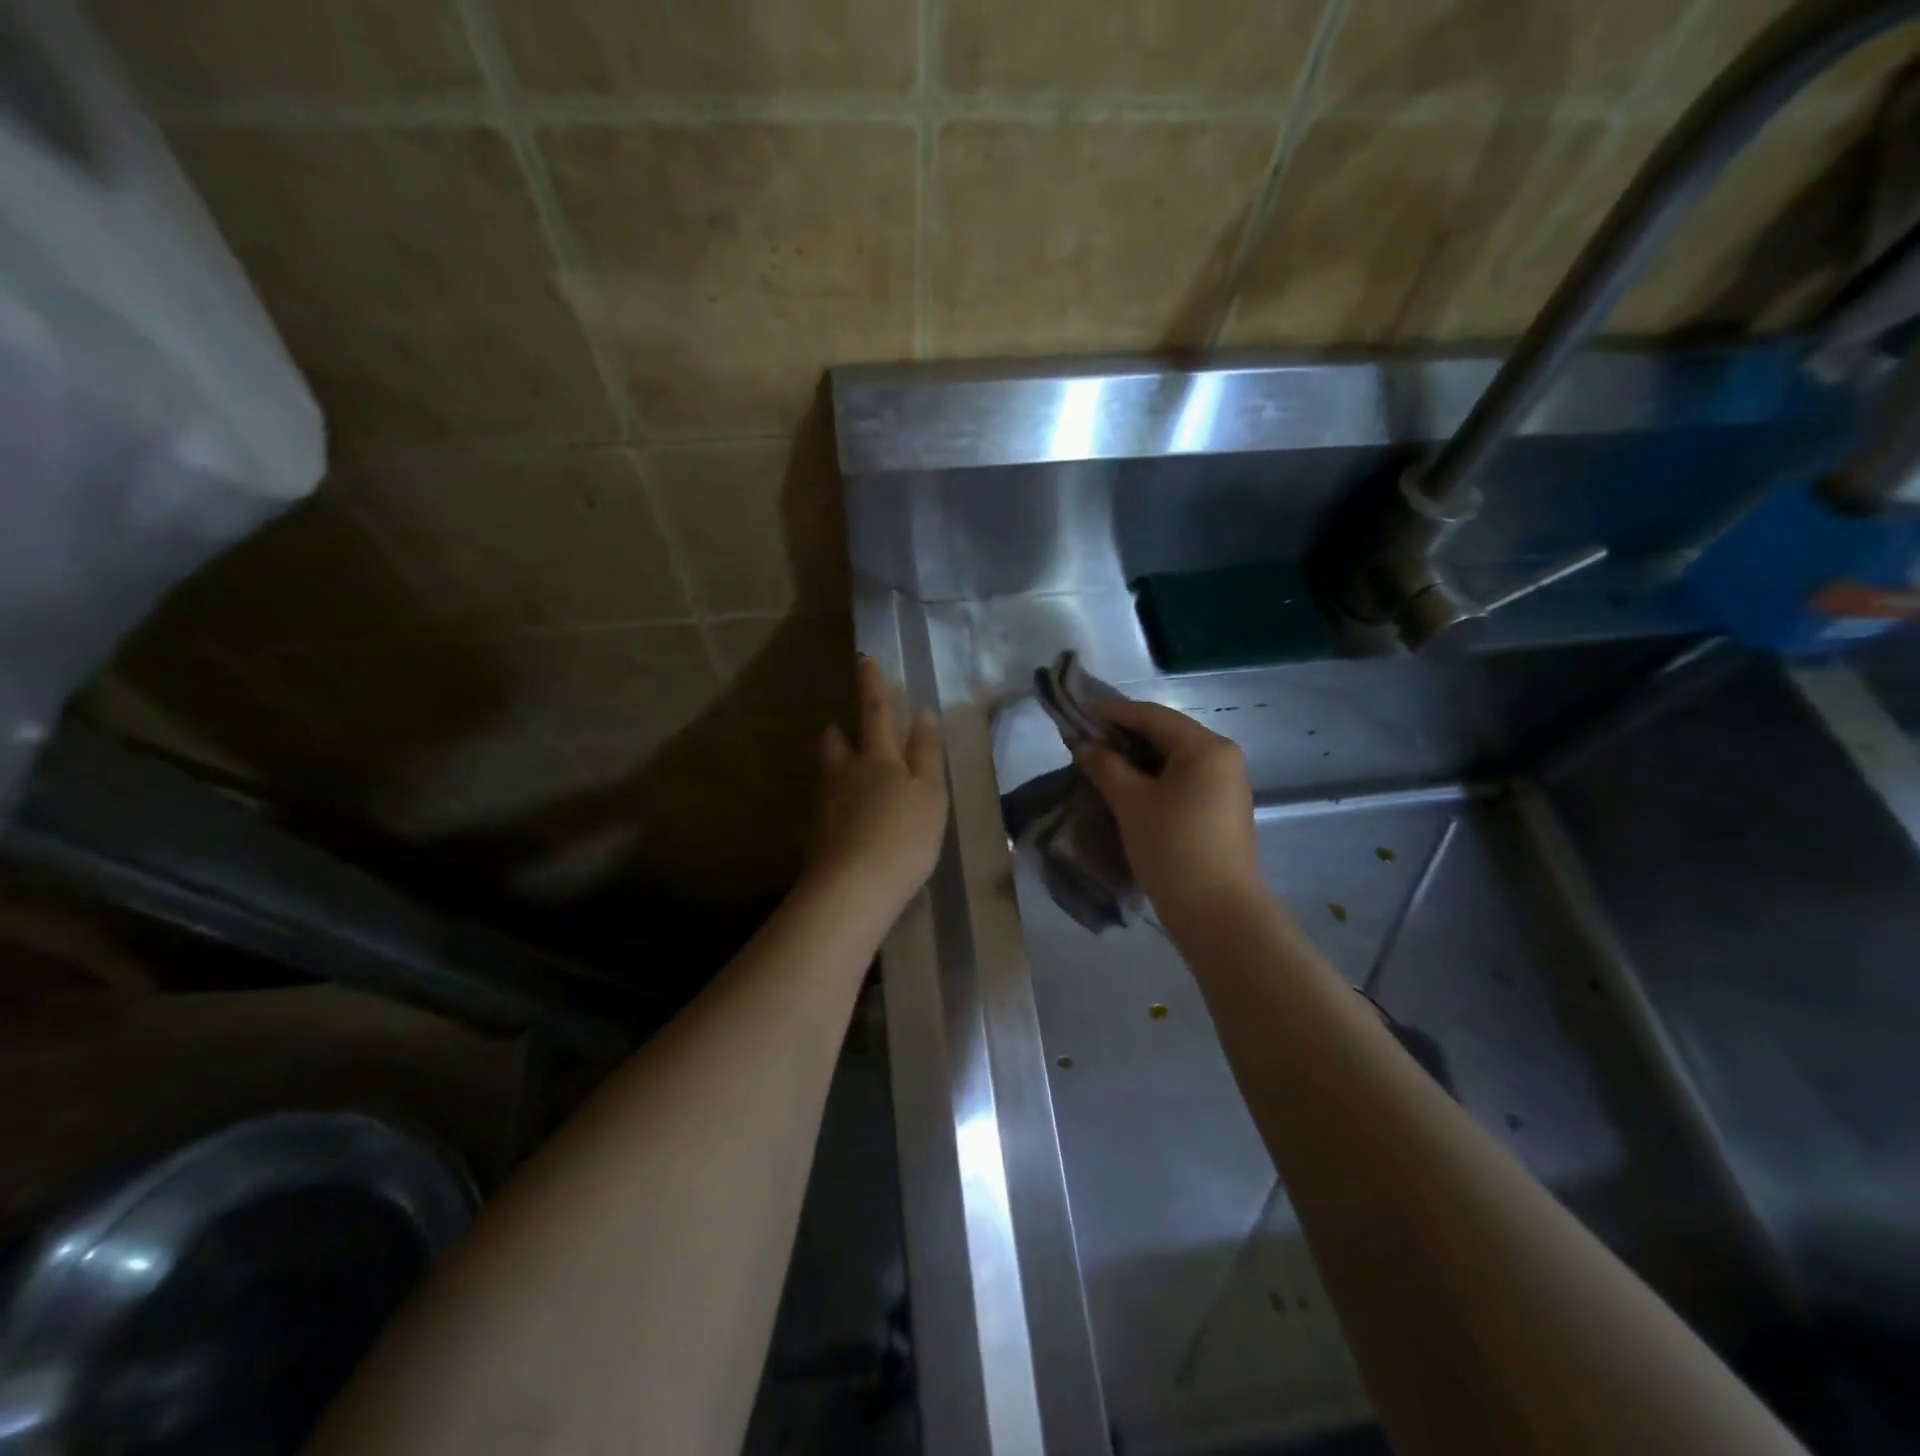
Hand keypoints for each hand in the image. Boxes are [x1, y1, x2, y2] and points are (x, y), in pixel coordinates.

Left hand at [809, 655, 948, 915]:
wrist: (854, 888)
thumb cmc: (904, 836)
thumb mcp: (930, 793)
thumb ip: (927, 753)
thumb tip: (922, 714)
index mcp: (878, 758)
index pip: (875, 711)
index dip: (872, 684)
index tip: (864, 658)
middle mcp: (845, 773)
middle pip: (836, 741)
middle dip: (842, 729)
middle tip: (850, 730)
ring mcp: (826, 803)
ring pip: (828, 771)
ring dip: (837, 764)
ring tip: (851, 774)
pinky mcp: (817, 833)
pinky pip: (826, 804)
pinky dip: (836, 801)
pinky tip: (849, 817)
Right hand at [1074, 700, 1263, 928]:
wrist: (1216, 912)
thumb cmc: (1172, 847)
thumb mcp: (1131, 802)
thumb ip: (1105, 766)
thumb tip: (1085, 746)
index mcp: (1206, 748)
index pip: (1152, 716)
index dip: (1113, 713)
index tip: (1078, 713)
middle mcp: (1223, 758)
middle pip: (1166, 735)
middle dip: (1124, 736)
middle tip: (1085, 741)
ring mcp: (1225, 786)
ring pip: (1173, 760)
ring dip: (1136, 759)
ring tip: (1099, 764)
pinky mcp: (1220, 811)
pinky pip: (1182, 781)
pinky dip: (1153, 779)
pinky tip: (1126, 789)